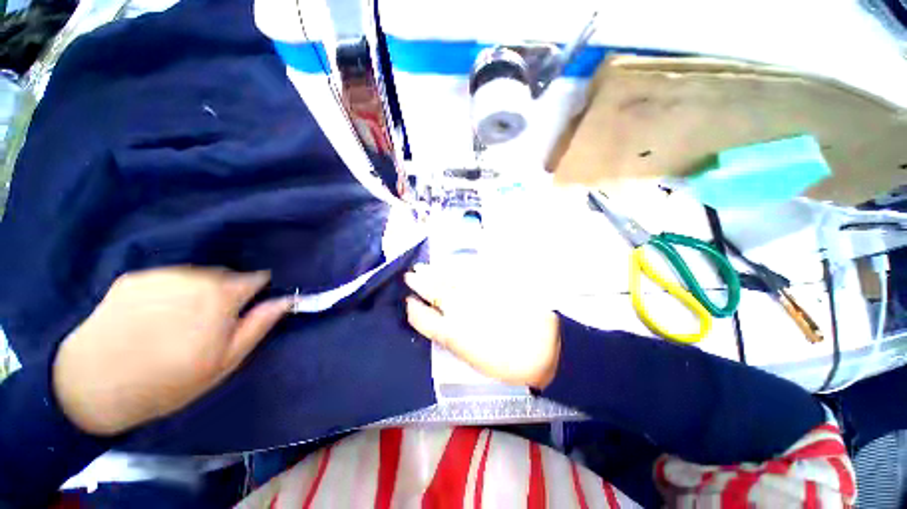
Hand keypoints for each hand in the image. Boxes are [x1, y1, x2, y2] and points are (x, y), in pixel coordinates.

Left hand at [53, 266, 290, 435]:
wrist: (92, 385)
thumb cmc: (169, 380)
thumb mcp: (225, 361)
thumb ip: (259, 324)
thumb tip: (287, 299)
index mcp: (221, 295)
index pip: (256, 277)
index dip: (258, 290)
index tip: (251, 305)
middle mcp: (194, 276)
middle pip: (225, 275)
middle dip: (227, 292)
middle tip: (212, 321)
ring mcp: (161, 275)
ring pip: (196, 275)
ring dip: (198, 291)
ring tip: (181, 319)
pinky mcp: (134, 278)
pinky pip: (167, 279)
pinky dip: (170, 291)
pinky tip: (153, 315)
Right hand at [404, 263, 560, 388]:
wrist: (541, 347)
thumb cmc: (505, 361)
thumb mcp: (471, 358)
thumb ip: (451, 338)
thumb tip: (437, 323)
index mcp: (451, 333)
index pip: (422, 318)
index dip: (413, 309)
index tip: (408, 303)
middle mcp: (458, 310)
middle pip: (432, 292)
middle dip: (418, 283)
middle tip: (409, 275)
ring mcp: (473, 294)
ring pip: (447, 279)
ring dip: (433, 272)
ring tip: (422, 267)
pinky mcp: (489, 284)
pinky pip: (466, 273)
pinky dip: (454, 268)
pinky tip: (449, 265)